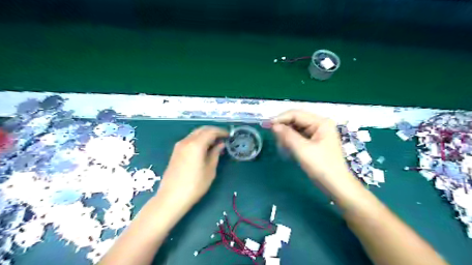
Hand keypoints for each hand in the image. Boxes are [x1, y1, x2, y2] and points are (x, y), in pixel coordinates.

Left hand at [156, 126, 227, 211]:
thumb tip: (220, 144)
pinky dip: (199, 140)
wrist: (171, 197)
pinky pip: (190, 139)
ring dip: (206, 135)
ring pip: (195, 134)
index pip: (211, 131)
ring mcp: (179, 146)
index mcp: (196, 144)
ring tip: (215, 143)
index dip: (221, 132)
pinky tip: (204, 148)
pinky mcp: (176, 151)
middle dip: (214, 131)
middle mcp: (186, 141)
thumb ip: (215, 153)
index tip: (229, 136)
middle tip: (223, 138)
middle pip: (202, 130)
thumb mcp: (210, 170)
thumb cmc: (195, 185)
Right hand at [271, 111, 351, 182]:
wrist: (336, 185)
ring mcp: (318, 133)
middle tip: (273, 136)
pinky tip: (287, 146)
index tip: (267, 125)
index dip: (281, 118)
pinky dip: (291, 140)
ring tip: (281, 144)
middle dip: (284, 127)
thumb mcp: (302, 149)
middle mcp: (320, 124)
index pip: (296, 114)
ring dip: (287, 134)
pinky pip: (300, 136)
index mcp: (321, 122)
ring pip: (297, 128)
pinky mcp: (315, 141)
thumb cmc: (322, 166)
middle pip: (296, 120)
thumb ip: (287, 135)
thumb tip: (273, 125)